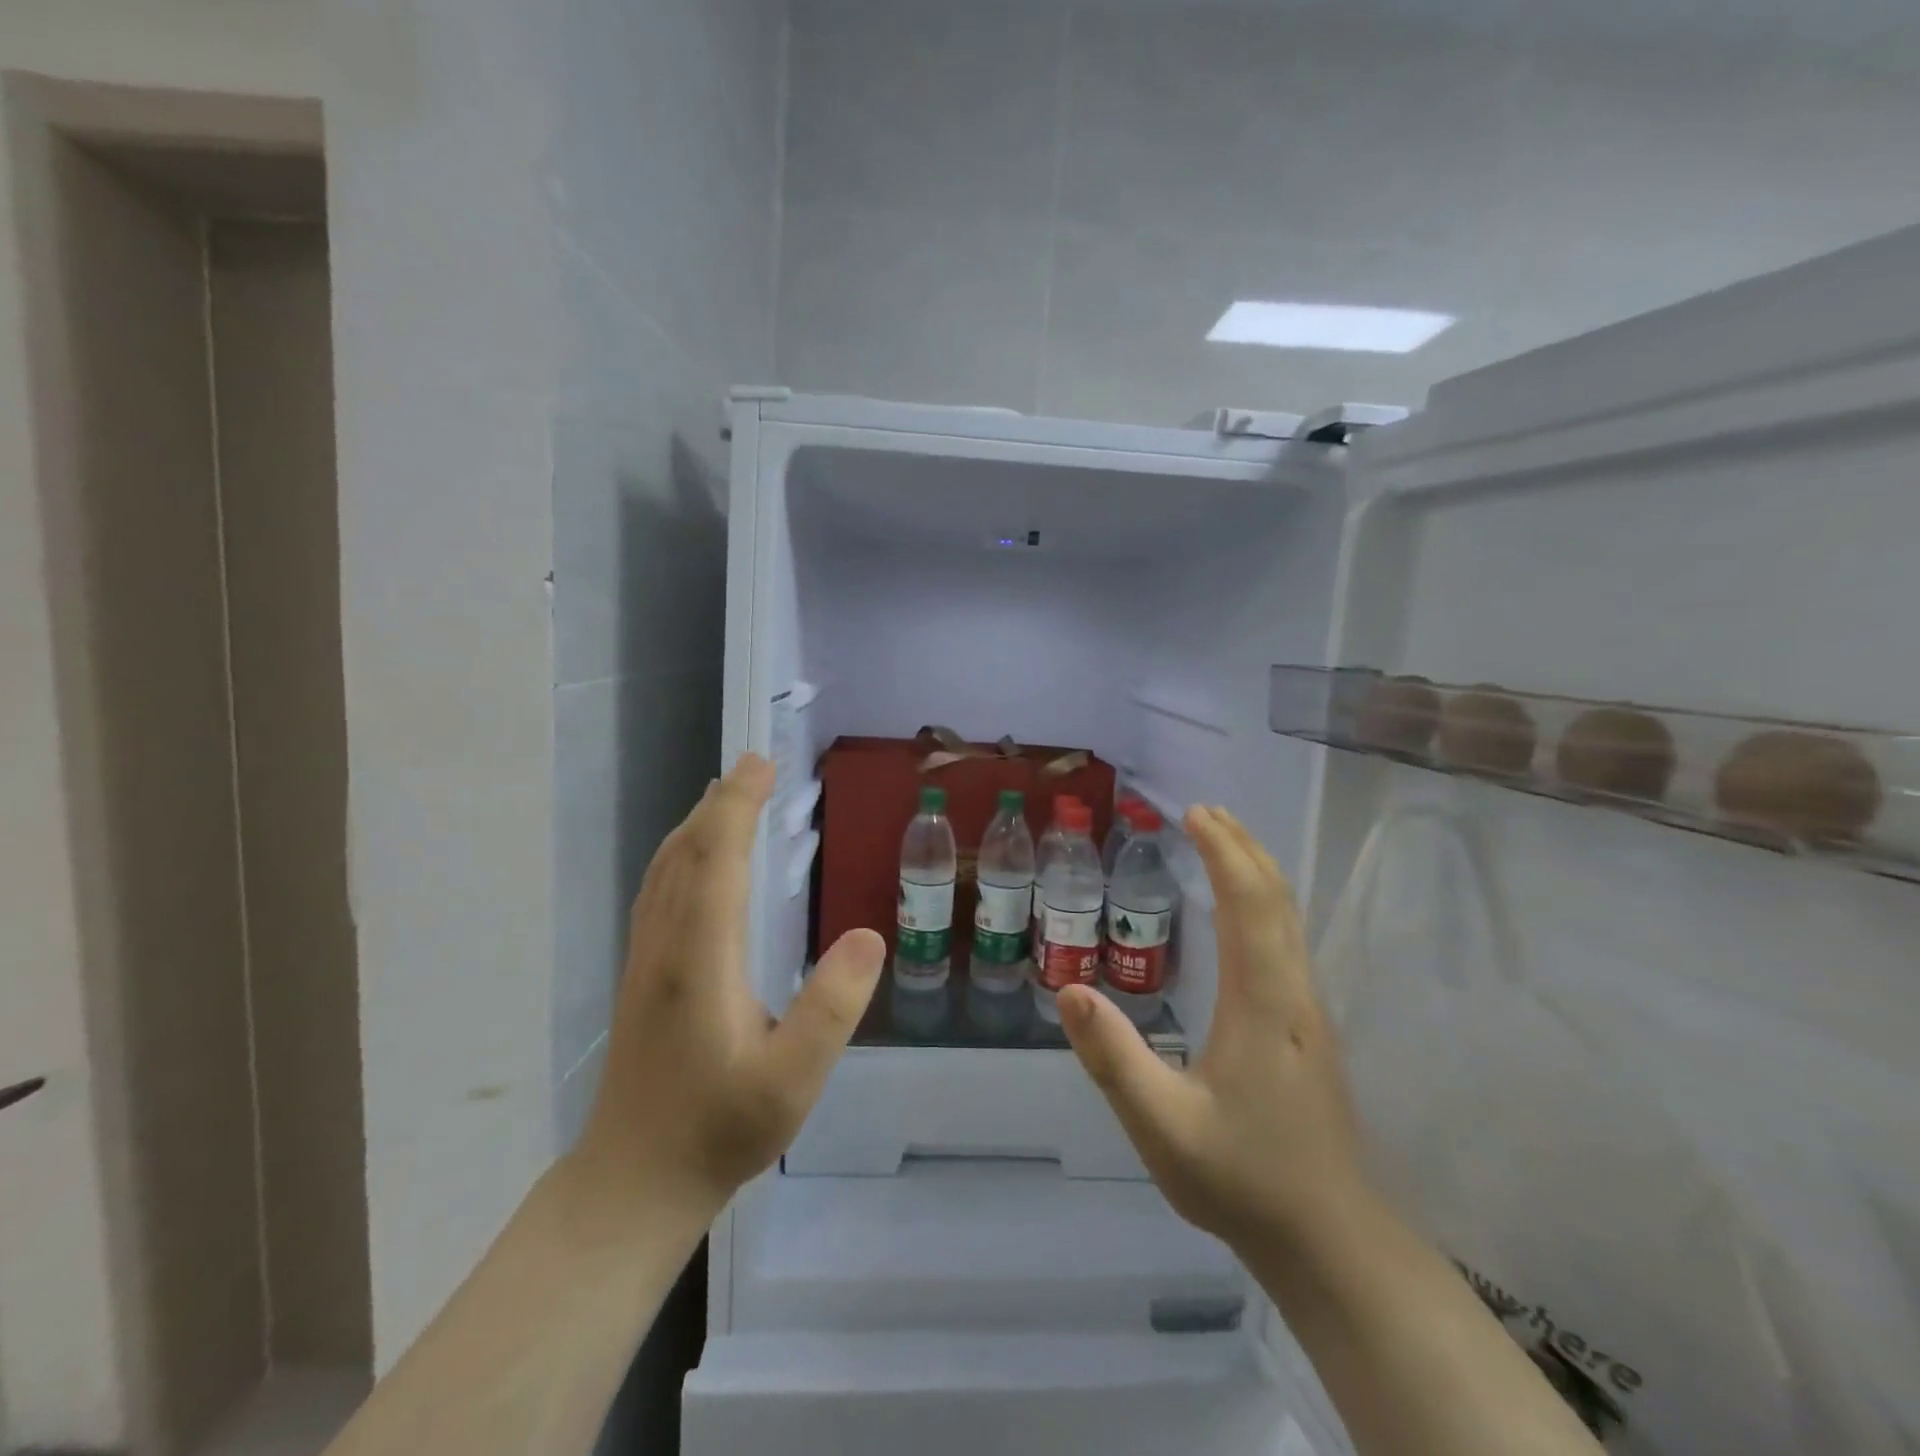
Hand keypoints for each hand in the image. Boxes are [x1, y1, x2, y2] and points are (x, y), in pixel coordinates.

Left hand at [572, 754, 885, 1220]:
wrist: (633, 1182)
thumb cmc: (718, 1131)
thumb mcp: (792, 1082)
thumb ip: (830, 1009)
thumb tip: (867, 935)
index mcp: (700, 961)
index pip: (717, 862)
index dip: (737, 808)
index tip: (761, 766)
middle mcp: (664, 946)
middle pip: (686, 854)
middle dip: (720, 803)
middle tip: (755, 766)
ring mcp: (645, 960)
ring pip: (664, 870)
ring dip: (696, 824)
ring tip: (727, 796)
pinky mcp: (640, 975)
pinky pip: (658, 890)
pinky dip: (680, 854)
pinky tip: (695, 860)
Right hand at [1058, 806, 1369, 1249]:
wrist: (1330, 1241)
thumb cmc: (1243, 1180)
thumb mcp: (1162, 1126)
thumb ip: (1114, 1059)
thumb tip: (1066, 990)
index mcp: (1261, 1003)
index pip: (1247, 905)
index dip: (1223, 853)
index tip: (1194, 815)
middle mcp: (1292, 992)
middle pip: (1276, 898)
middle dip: (1242, 847)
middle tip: (1204, 813)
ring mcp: (1307, 1010)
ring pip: (1289, 918)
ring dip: (1257, 871)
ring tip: (1223, 843)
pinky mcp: (1307, 1028)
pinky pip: (1288, 940)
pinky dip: (1264, 902)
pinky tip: (1245, 912)